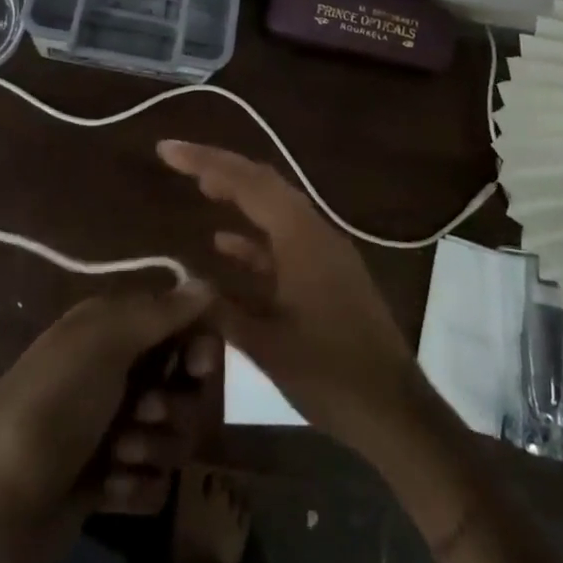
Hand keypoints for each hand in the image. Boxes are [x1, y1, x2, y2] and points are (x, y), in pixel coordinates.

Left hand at [0, 282, 220, 523]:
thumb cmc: (51, 405)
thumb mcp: (104, 341)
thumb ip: (161, 312)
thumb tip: (209, 283)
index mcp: (112, 329)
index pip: (180, 323)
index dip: (199, 342)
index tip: (199, 364)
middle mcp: (117, 373)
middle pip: (185, 384)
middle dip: (175, 404)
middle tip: (144, 412)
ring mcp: (113, 432)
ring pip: (175, 435)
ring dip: (154, 446)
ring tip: (117, 457)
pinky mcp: (109, 485)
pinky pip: (155, 483)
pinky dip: (137, 487)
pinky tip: (107, 490)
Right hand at [158, 140, 423, 451]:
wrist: (394, 411)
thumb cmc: (329, 374)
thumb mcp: (266, 345)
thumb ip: (222, 309)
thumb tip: (187, 283)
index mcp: (301, 236)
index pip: (246, 181)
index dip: (204, 161)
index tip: (168, 150)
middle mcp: (314, 232)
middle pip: (262, 184)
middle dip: (220, 168)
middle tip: (179, 160)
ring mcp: (324, 252)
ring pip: (273, 209)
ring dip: (237, 196)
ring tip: (200, 187)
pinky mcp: (328, 274)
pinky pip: (284, 241)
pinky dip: (253, 237)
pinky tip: (224, 244)